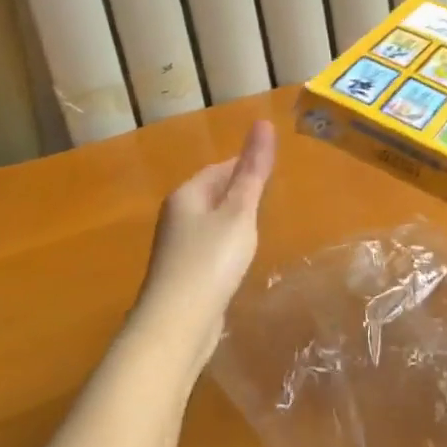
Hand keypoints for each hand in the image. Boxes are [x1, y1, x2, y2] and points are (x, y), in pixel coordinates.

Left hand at [130, 121, 276, 376]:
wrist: (177, 324)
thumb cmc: (211, 260)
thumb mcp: (239, 211)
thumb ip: (253, 171)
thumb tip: (263, 122)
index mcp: (187, 194)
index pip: (219, 169)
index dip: (244, 165)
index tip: (270, 168)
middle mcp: (176, 216)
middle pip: (211, 194)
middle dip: (237, 192)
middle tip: (270, 196)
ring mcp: (176, 248)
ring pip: (209, 223)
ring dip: (231, 221)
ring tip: (259, 226)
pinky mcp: (182, 275)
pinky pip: (207, 249)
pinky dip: (225, 247)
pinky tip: (238, 259)